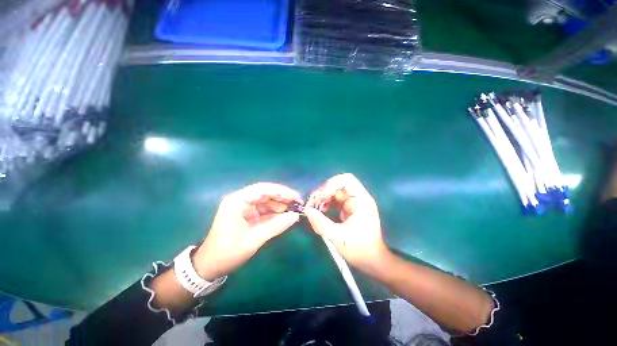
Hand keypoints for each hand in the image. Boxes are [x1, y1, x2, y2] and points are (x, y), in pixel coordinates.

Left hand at [193, 183, 301, 279]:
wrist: (210, 266)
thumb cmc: (228, 252)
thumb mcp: (254, 239)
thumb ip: (276, 226)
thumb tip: (295, 216)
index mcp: (237, 201)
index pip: (262, 189)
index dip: (281, 191)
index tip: (295, 197)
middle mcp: (241, 200)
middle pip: (266, 193)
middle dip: (283, 197)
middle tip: (298, 203)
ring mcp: (245, 207)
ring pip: (267, 201)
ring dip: (281, 206)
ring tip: (295, 211)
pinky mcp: (248, 215)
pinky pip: (265, 210)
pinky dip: (276, 213)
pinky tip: (286, 216)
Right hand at [304, 173, 388, 270]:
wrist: (371, 261)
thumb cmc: (360, 249)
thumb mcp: (338, 237)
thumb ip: (321, 223)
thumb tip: (307, 210)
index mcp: (361, 200)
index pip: (346, 180)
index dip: (331, 184)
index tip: (320, 197)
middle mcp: (357, 198)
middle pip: (337, 184)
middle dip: (323, 191)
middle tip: (312, 203)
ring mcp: (352, 203)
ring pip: (333, 191)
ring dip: (322, 197)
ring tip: (313, 208)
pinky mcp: (347, 209)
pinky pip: (333, 200)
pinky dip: (324, 203)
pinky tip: (319, 211)